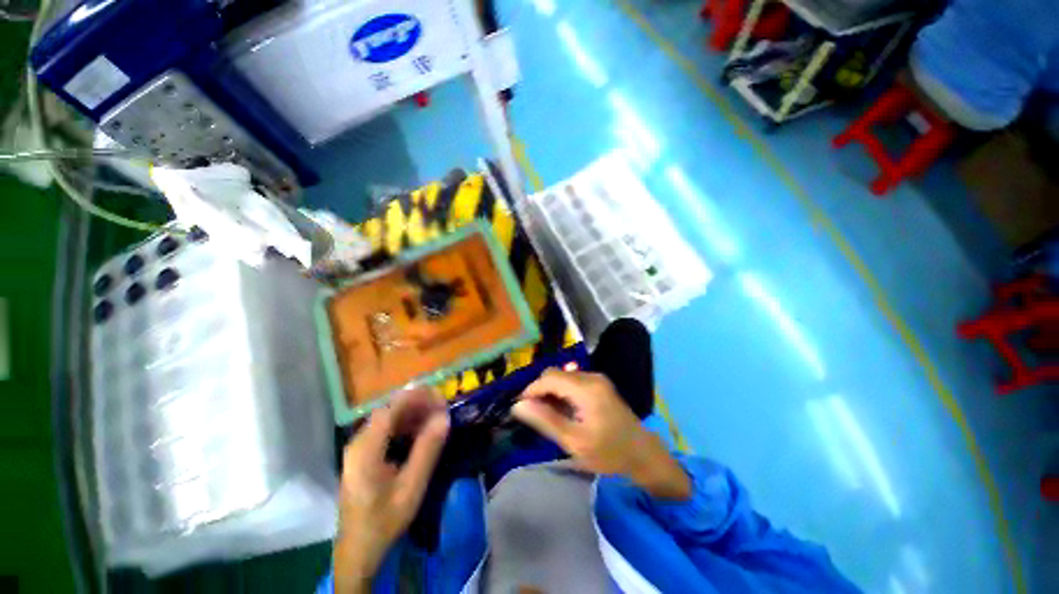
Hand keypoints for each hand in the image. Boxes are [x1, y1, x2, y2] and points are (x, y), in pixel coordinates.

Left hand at [334, 389, 449, 592]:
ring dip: (413, 413)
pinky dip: (406, 424)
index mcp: (365, 449)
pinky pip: (386, 429)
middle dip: (418, 404)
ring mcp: (359, 447)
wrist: (359, 549)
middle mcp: (359, 442)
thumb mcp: (411, 487)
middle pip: (389, 410)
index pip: (391, 409)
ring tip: (436, 416)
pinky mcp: (364, 454)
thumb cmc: (384, 520)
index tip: (441, 396)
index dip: (417, 397)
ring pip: (388, 418)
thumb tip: (444, 417)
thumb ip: (427, 450)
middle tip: (443, 407)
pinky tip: (421, 430)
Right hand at [513, 370, 689, 499]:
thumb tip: (518, 406)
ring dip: (550, 392)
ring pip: (563, 377)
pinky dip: (562, 392)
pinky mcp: (599, 384)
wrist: (643, 453)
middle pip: (555, 374)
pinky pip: (573, 381)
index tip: (519, 407)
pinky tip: (562, 410)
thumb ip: (545, 420)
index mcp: (586, 389)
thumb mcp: (574, 441)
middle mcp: (591, 377)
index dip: (531, 390)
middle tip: (533, 414)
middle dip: (540, 390)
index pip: (549, 378)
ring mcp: (597, 379)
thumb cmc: (609, 452)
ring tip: (546, 415)